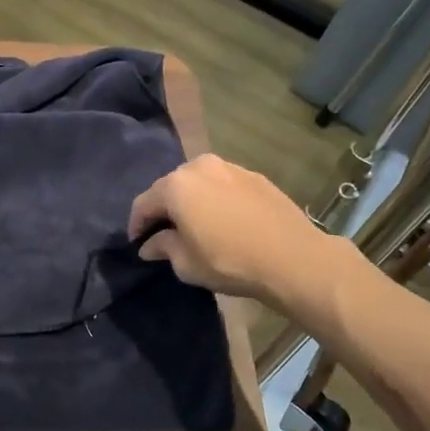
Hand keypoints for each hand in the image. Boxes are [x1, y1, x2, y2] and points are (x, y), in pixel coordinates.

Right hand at [127, 154, 334, 304]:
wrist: (293, 258)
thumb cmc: (229, 261)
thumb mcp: (186, 264)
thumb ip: (163, 248)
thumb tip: (150, 245)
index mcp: (176, 185)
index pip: (144, 203)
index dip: (137, 225)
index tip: (138, 244)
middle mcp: (199, 166)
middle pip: (171, 187)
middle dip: (164, 210)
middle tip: (164, 234)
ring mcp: (230, 168)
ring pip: (199, 183)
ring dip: (191, 202)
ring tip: (195, 226)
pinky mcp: (255, 176)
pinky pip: (223, 186)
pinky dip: (216, 200)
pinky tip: (224, 221)